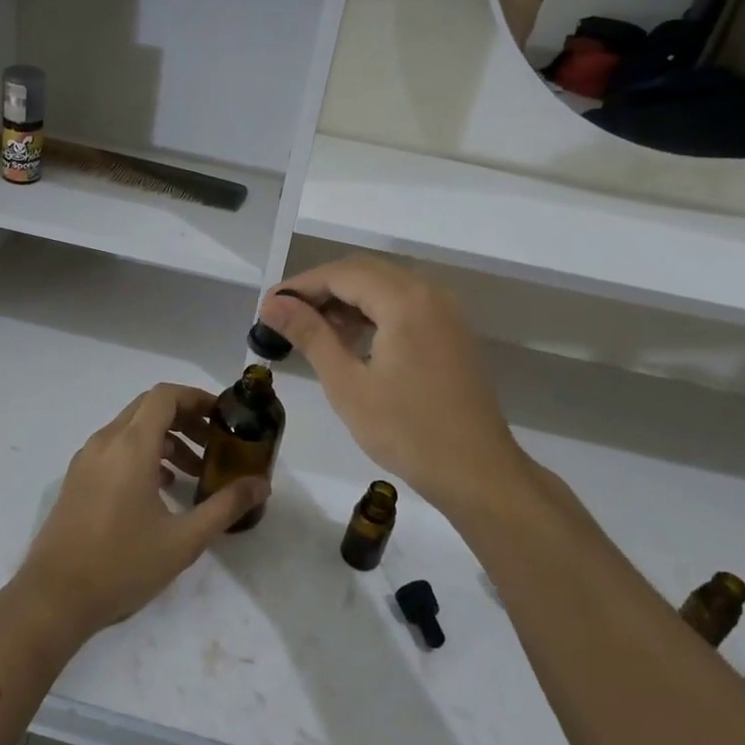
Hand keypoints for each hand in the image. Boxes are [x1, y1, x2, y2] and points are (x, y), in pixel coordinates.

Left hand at [14, 384, 267, 641]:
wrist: (54, 598)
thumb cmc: (122, 564)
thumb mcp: (184, 540)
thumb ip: (225, 506)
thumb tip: (261, 485)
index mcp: (130, 446)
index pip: (165, 396)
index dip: (197, 398)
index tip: (223, 417)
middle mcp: (105, 442)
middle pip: (149, 408)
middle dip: (185, 418)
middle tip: (214, 444)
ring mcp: (86, 460)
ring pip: (131, 429)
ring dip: (165, 439)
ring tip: (192, 472)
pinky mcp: (77, 479)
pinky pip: (114, 449)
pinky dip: (142, 454)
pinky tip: (160, 489)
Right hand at [258, 256, 521, 515]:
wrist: (477, 472)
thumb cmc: (407, 431)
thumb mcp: (348, 384)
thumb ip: (310, 335)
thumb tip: (272, 304)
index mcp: (405, 301)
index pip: (341, 274)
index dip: (300, 286)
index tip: (267, 308)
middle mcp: (429, 293)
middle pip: (364, 272)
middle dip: (321, 289)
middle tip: (283, 317)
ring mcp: (445, 311)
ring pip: (384, 286)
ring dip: (346, 300)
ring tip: (311, 330)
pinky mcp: (451, 330)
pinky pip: (404, 304)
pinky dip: (372, 311)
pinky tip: (350, 339)